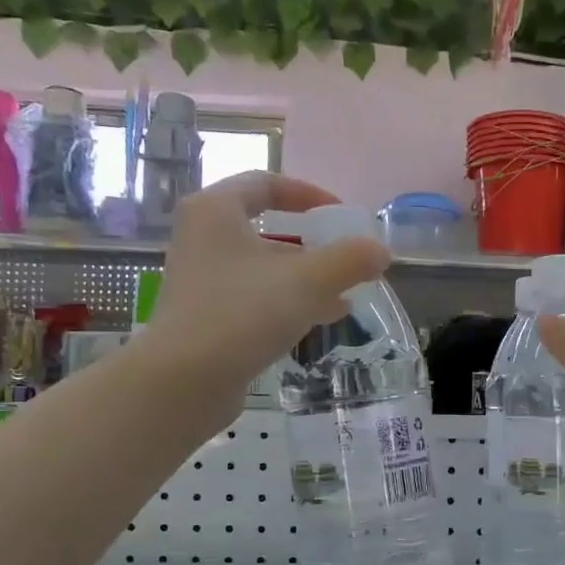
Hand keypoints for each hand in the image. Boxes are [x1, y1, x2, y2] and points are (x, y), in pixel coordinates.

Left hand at [135, 172, 390, 426]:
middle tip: (347, 258)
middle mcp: (203, 238)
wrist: (184, 381)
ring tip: (347, 292)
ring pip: (265, 267)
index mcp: (216, 211)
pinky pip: (256, 297)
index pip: (266, 183)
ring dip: (307, 276)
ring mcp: (203, 279)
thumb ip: (349, 260)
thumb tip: (381, 251)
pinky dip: (290, 301)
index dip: (309, 194)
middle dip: (313, 244)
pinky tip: (323, 317)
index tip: (341, 214)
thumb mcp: (307, 281)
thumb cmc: (242, 314)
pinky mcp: (208, 316)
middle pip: (268, 229)